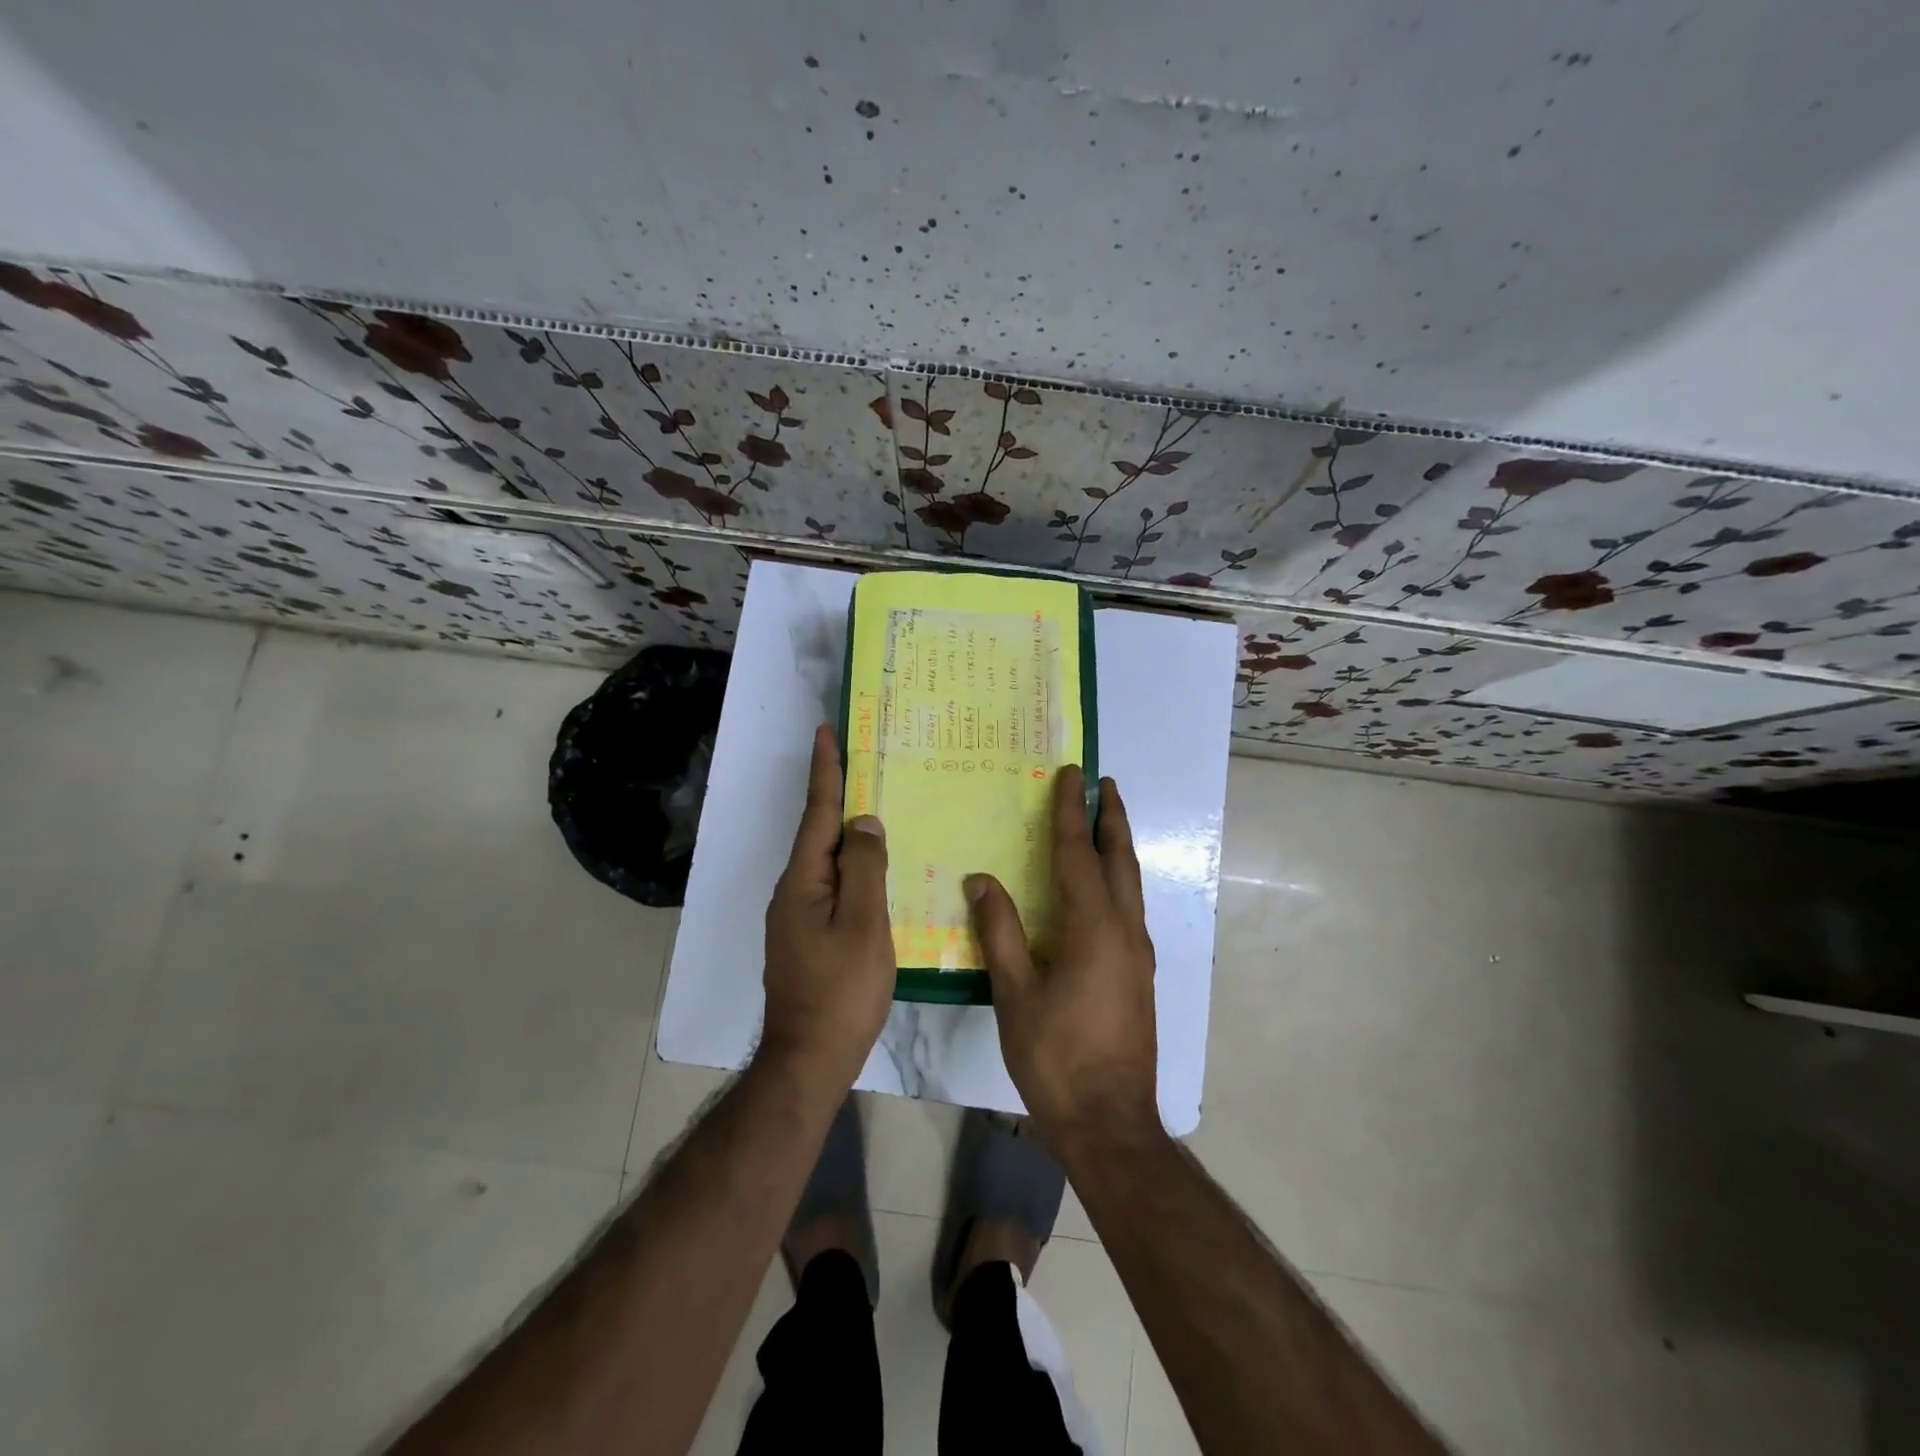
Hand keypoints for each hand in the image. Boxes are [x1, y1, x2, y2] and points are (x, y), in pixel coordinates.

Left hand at [761, 724, 895, 1086]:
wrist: (810, 1058)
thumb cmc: (842, 990)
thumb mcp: (863, 924)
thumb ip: (864, 868)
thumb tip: (863, 822)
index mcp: (802, 881)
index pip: (818, 813)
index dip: (826, 771)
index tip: (826, 731)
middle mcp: (792, 891)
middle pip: (818, 834)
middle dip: (837, 796)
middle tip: (863, 763)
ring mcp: (797, 917)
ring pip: (826, 862)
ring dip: (847, 833)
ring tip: (875, 811)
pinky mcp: (807, 937)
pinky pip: (832, 887)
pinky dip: (852, 868)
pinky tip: (874, 871)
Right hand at [966, 767, 1159, 1150]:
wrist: (1110, 1122)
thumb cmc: (1056, 1056)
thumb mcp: (1015, 994)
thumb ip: (999, 932)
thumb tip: (982, 880)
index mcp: (1093, 928)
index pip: (1078, 854)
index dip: (1071, 812)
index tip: (1071, 774)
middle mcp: (1124, 930)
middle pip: (1120, 860)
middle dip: (1112, 818)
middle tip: (1105, 784)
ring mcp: (1138, 954)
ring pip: (1131, 884)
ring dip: (1119, 847)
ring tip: (1107, 821)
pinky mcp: (1140, 975)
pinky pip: (1130, 908)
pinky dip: (1118, 880)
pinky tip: (1104, 890)